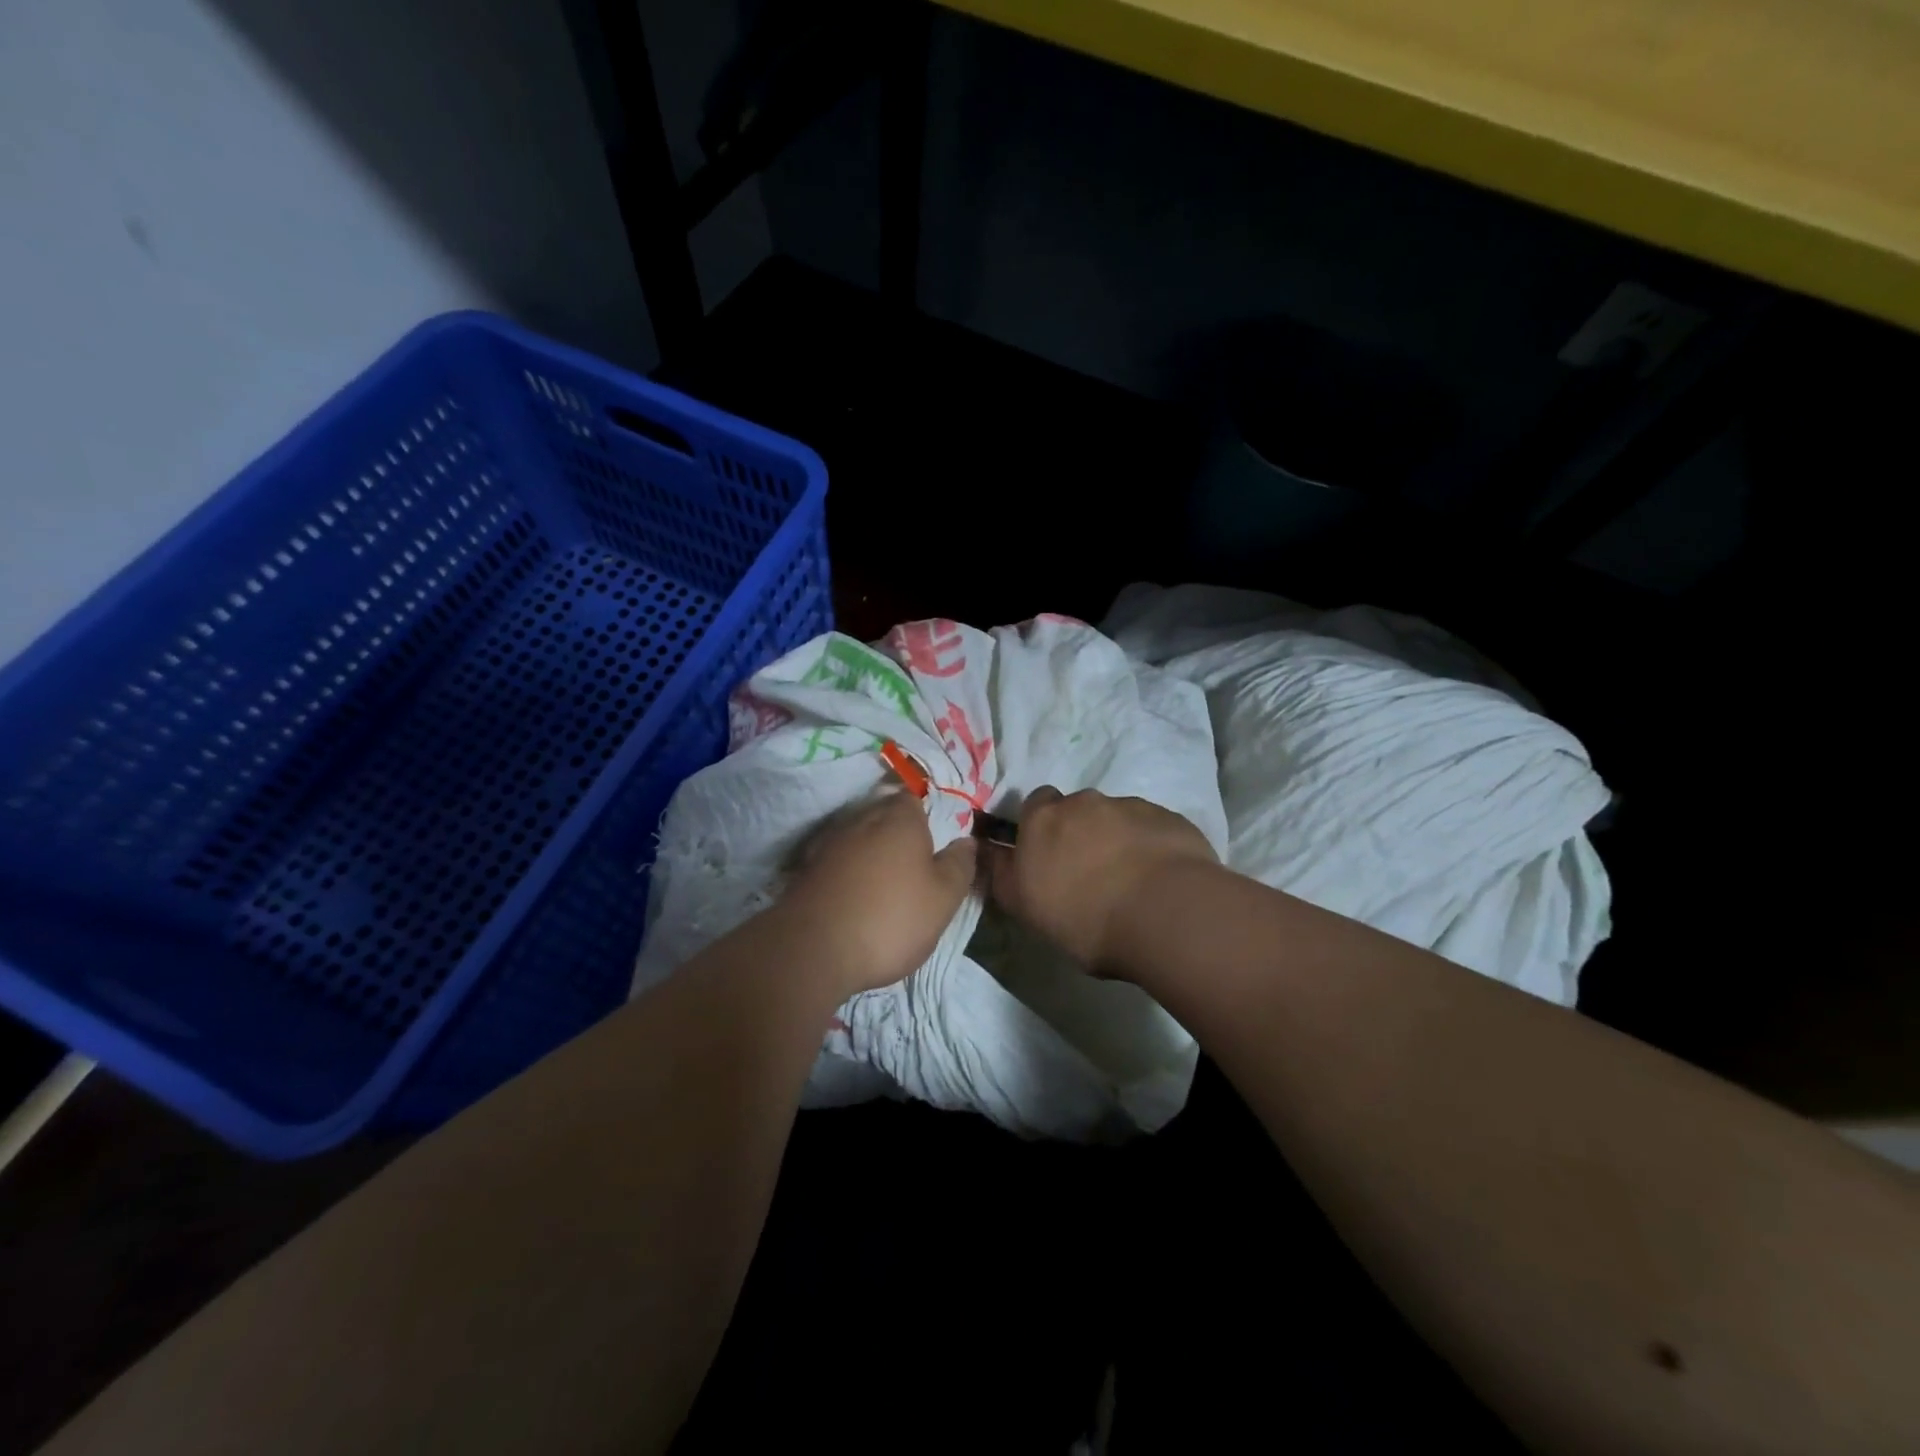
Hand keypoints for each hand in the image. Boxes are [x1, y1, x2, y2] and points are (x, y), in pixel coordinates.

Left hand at [779, 790, 978, 996]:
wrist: (813, 950)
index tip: (934, 838)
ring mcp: (829, 844)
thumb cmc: (891, 918)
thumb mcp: (944, 898)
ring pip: (858, 838)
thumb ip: (959, 865)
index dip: (925, 814)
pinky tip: (855, 897)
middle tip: (915, 864)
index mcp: (899, 819)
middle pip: (884, 815)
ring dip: (871, 854)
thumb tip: (966, 841)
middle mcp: (862, 820)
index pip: (914, 797)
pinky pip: (837, 862)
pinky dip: (848, 873)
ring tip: (885, 884)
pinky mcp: (807, 870)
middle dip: (898, 833)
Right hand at [986, 786, 1216, 976]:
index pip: (1034, 804)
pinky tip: (1158, 880)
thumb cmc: (1084, 917)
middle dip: (1080, 832)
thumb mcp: (1024, 907)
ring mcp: (1131, 806)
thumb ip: (1004, 874)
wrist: (1165, 914)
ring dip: (1117, 840)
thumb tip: (991, 852)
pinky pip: (1151, 829)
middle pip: (1077, 810)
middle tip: (1089, 873)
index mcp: (1043, 819)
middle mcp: (1085, 802)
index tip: (1047, 857)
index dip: (1040, 828)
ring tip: (1129, 881)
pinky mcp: (1170, 819)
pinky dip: (1150, 847)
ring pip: (1116, 818)